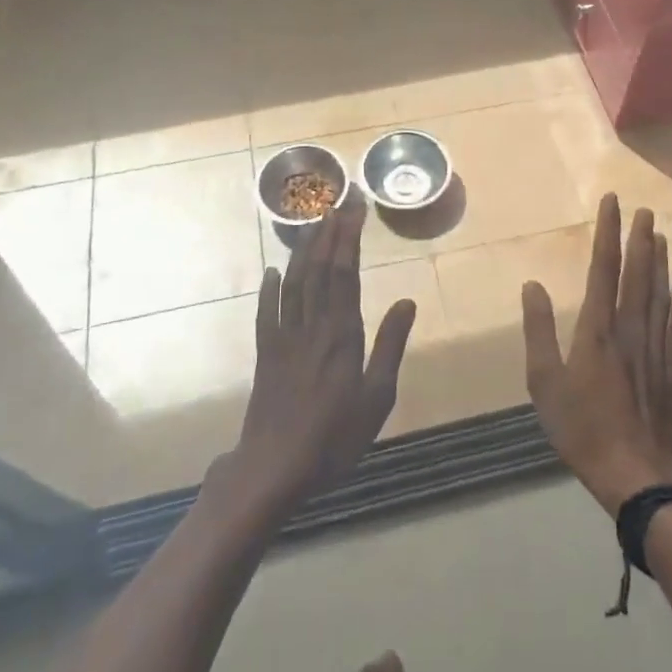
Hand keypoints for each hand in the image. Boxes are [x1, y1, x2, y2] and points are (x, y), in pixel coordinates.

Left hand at [230, 199, 416, 511]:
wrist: (274, 468)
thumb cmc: (334, 437)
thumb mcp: (376, 398)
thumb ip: (390, 347)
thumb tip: (406, 302)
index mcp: (342, 334)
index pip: (345, 273)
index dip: (349, 239)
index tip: (355, 210)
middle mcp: (312, 326)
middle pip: (320, 269)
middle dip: (329, 233)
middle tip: (338, 203)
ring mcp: (284, 338)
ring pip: (294, 283)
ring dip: (303, 251)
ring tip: (312, 224)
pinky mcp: (265, 354)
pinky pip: (267, 312)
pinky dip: (270, 288)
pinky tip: (273, 271)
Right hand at [522, 193, 671, 514]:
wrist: (633, 474)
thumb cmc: (581, 427)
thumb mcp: (544, 381)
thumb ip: (538, 330)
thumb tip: (532, 285)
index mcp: (597, 329)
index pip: (603, 269)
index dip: (607, 233)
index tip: (612, 203)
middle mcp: (629, 331)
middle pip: (636, 276)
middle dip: (638, 240)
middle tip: (645, 210)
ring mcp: (654, 351)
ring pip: (658, 296)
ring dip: (659, 264)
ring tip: (661, 236)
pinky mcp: (671, 373)